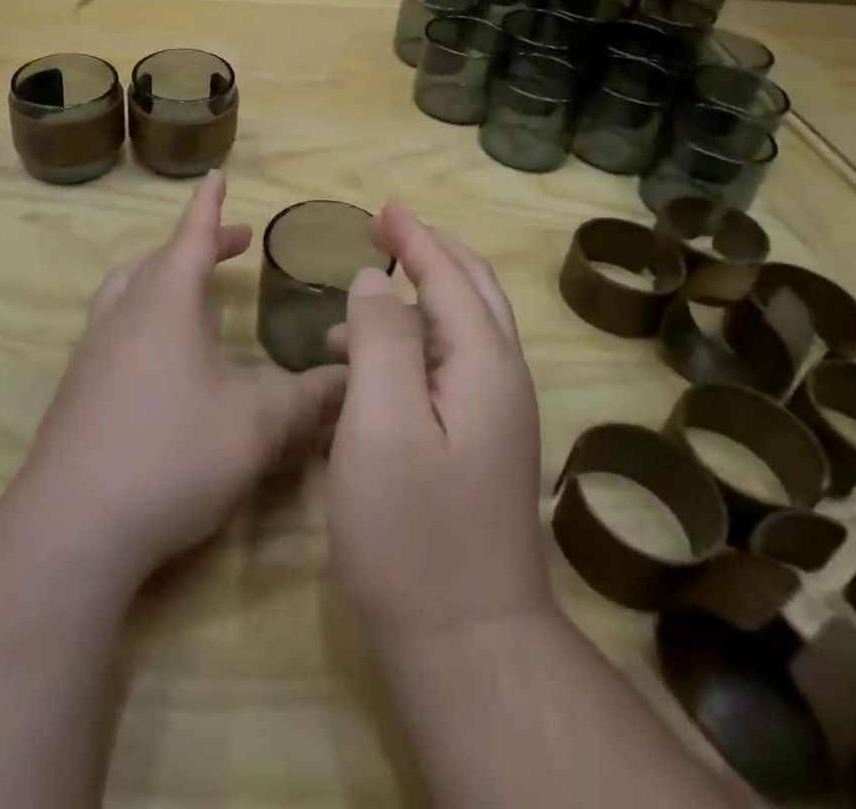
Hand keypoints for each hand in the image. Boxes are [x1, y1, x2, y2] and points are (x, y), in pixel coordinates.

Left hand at [16, 171, 348, 581]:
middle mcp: (125, 312)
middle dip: (199, 243)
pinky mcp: (78, 386)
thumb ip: (309, 399)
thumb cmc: (172, 454)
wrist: (73, 525)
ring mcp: (94, 348)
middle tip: (233, 243)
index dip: (210, 205)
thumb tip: (353, 377)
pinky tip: (162, 354)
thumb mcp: (256, 425)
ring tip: (193, 286)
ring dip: (163, 273)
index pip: (191, 235)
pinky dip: (144, 312)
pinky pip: (115, 323)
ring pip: (129, 288)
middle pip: (161, 258)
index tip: (217, 176)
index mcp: (166, 302)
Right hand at [326, 203, 551, 654]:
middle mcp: (501, 379)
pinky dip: (413, 344)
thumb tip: (376, 281)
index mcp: (484, 363)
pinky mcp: (480, 444)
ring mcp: (496, 415)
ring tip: (354, 304)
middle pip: (472, 290)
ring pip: (461, 329)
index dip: (414, 237)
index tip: (382, 209)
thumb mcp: (380, 422)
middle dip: (430, 252)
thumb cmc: (413, 530)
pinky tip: (367, 368)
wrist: (467, 645)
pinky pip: (449, 367)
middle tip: (384, 232)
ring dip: (415, 300)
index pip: (449, 275)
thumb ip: (381, 338)